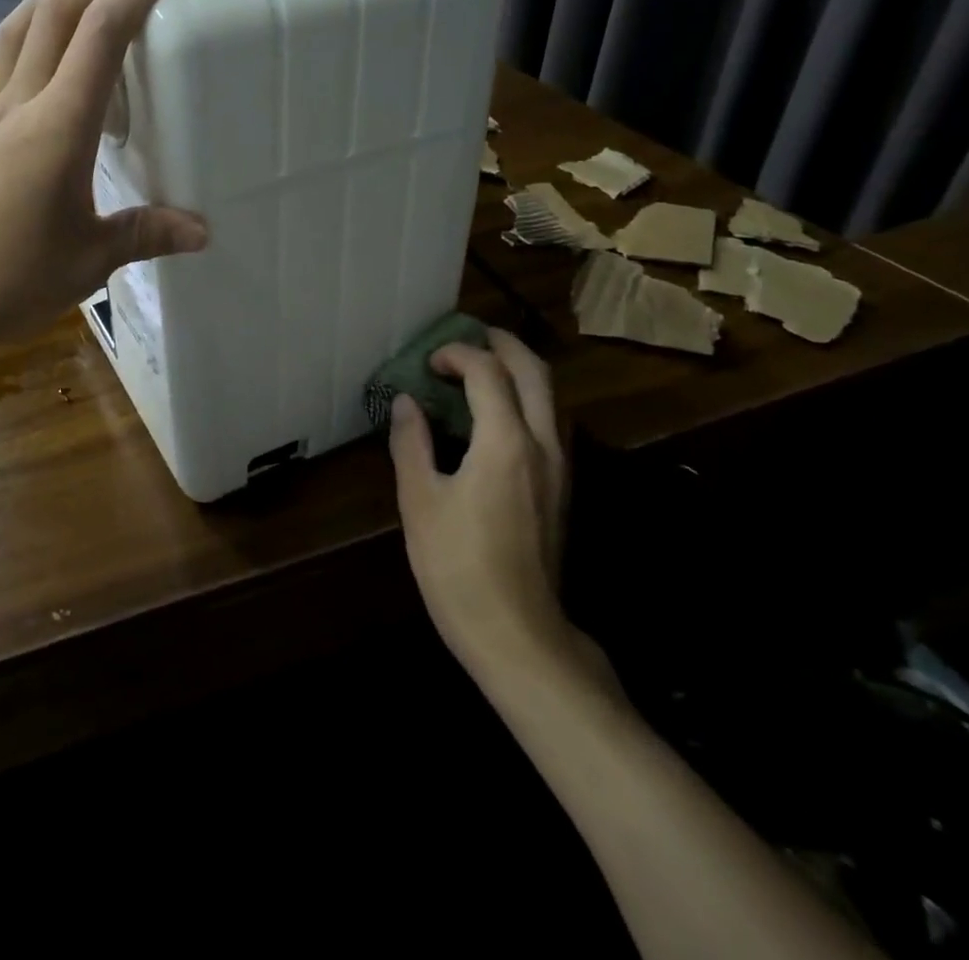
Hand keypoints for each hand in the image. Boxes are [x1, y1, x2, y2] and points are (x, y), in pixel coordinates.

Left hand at [0, 0, 208, 353]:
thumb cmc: (4, 278)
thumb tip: (201, 231)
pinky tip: (41, 67)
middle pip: (54, 12)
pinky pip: (0, 70)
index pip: (101, 34)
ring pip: (17, 31)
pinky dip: (28, 42)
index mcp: (58, 126)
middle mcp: (18, 106)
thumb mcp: (88, 261)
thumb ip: (144, 234)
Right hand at [391, 333, 593, 685]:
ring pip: (550, 397)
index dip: (457, 354)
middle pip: (534, 373)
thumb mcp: (419, 501)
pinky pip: (549, 423)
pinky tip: (496, 415)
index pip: (488, 373)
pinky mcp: (561, 489)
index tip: (428, 361)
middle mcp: (543, 444)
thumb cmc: (458, 566)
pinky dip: (525, 399)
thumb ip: (411, 442)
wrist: (517, 633)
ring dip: (518, 371)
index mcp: (506, 442)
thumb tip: (406, 402)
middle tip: (470, 335)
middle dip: (503, 345)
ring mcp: (560, 468)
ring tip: (482, 367)